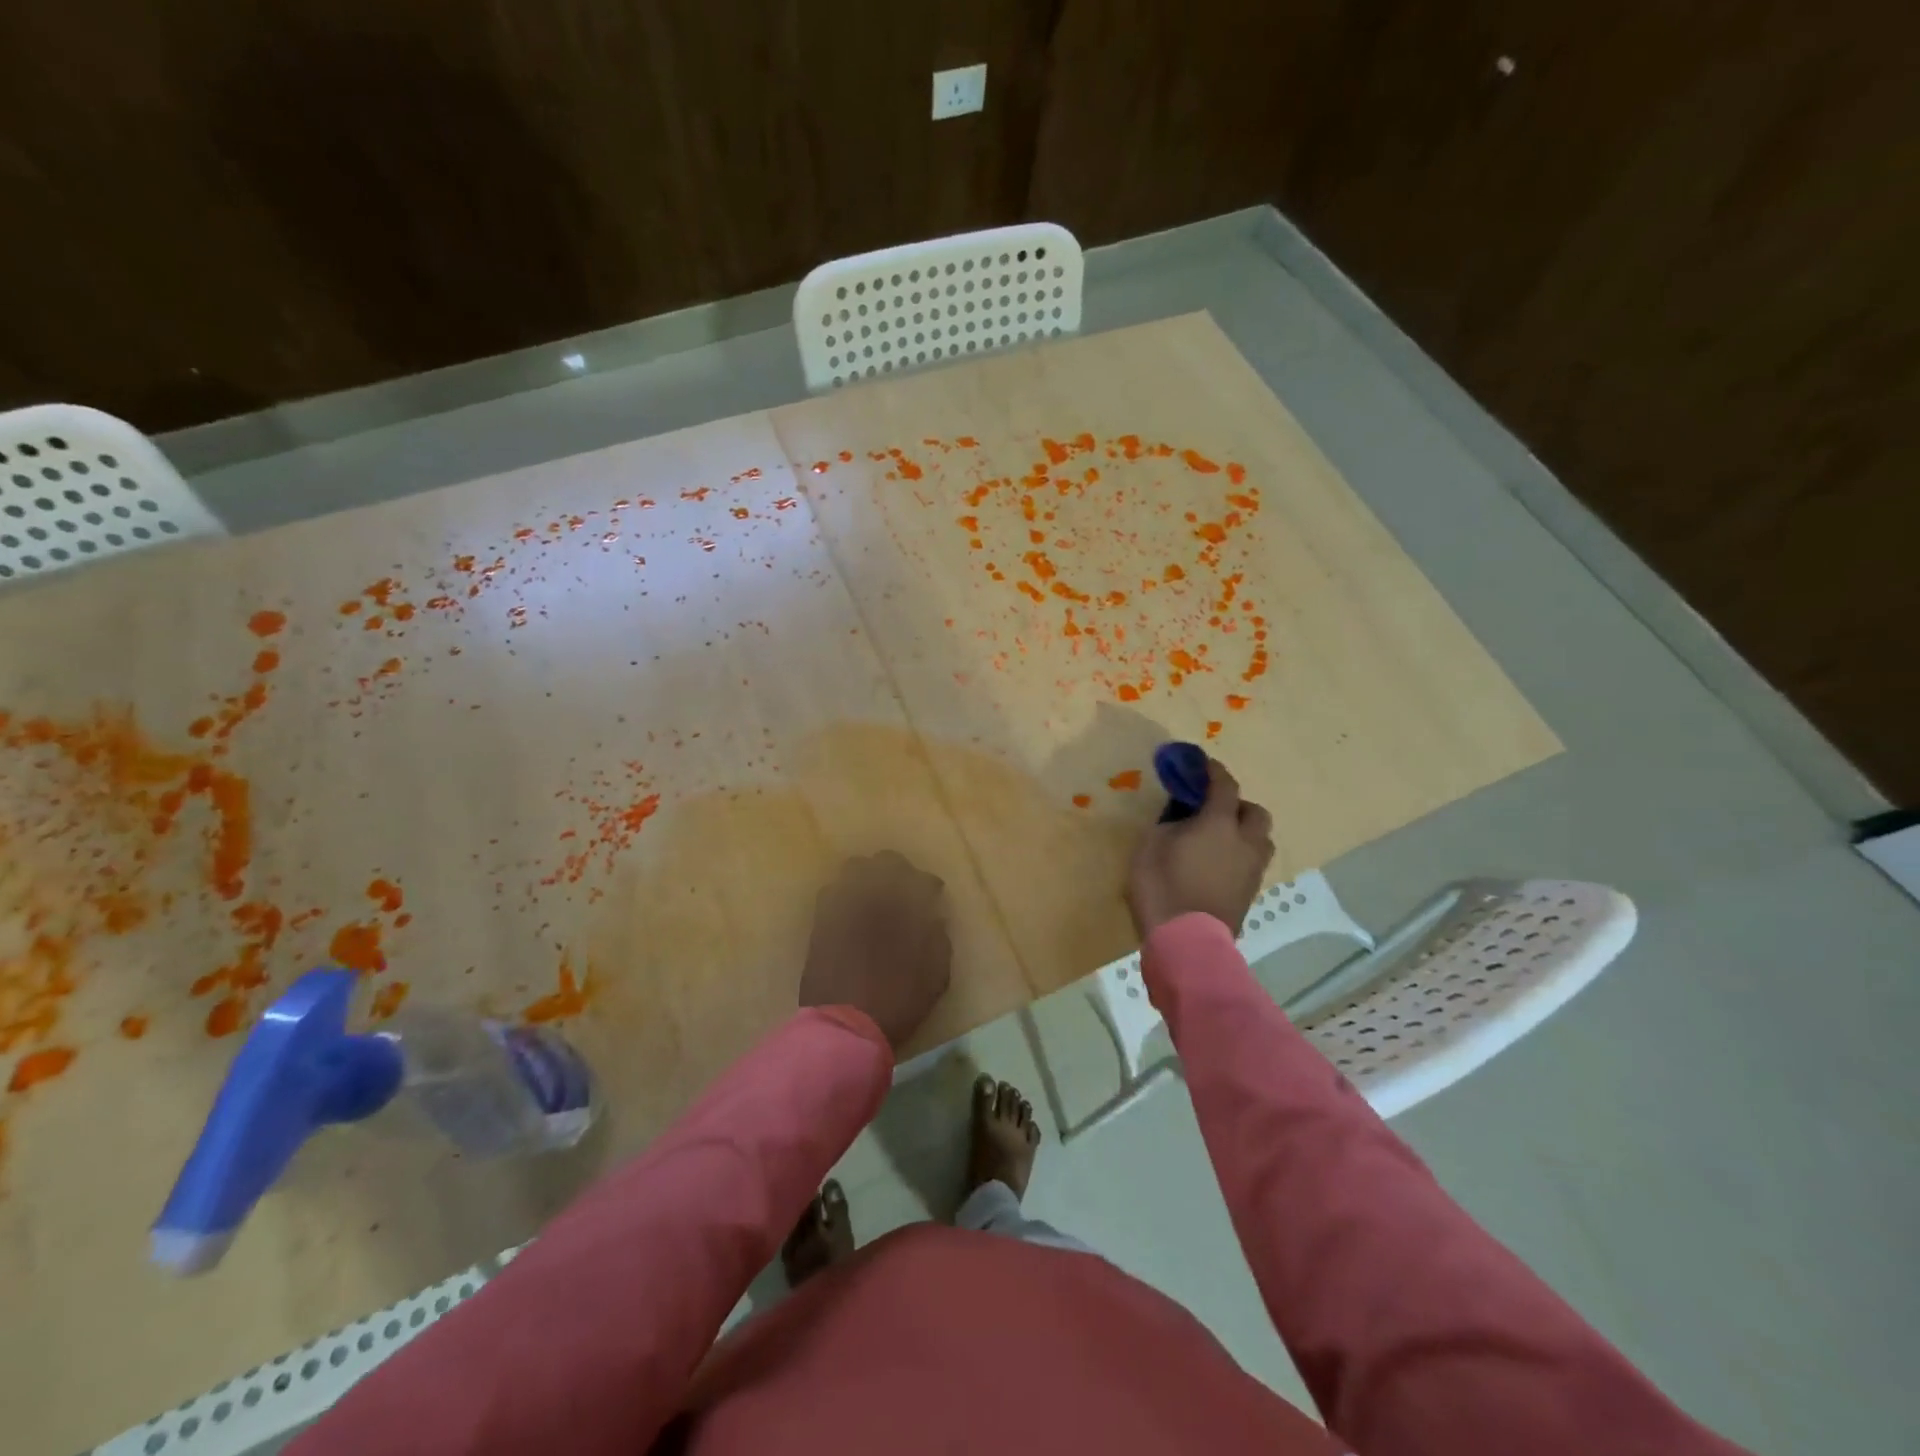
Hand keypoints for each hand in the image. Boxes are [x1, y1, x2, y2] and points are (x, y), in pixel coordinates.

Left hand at [799, 851, 952, 1050]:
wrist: (845, 1028)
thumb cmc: (898, 1003)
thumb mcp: (935, 977)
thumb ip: (939, 940)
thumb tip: (935, 920)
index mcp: (904, 908)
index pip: (920, 878)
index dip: (928, 884)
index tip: (933, 894)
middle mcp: (871, 897)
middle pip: (884, 861)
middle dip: (897, 869)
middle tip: (902, 887)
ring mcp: (841, 907)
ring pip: (852, 870)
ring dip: (866, 877)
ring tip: (872, 895)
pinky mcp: (820, 922)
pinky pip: (830, 893)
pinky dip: (843, 895)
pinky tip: (850, 911)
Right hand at [1126, 758, 1274, 938]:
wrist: (1186, 942)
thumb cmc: (1163, 886)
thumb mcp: (1152, 844)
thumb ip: (1171, 823)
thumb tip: (1183, 817)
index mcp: (1219, 824)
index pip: (1224, 786)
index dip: (1214, 771)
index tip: (1202, 763)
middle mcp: (1244, 842)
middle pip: (1254, 812)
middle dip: (1237, 805)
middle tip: (1212, 809)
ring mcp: (1252, 870)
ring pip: (1260, 840)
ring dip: (1243, 832)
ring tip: (1218, 838)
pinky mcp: (1250, 894)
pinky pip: (1251, 863)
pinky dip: (1239, 855)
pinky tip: (1217, 863)